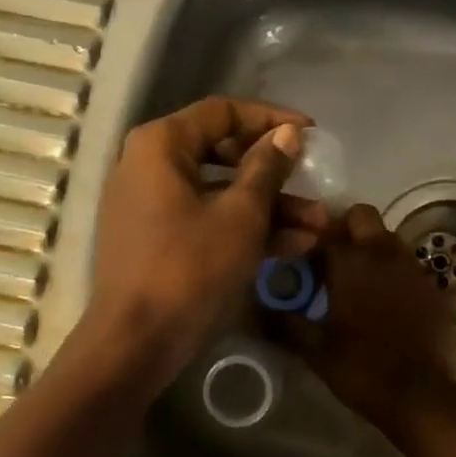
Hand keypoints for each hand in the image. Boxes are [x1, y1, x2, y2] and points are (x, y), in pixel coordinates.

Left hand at [83, 97, 317, 387]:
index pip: (223, 112)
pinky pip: (207, 219)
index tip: (312, 133)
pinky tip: (296, 245)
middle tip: (315, 181)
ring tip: (320, 224)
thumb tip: (288, 134)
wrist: (135, 344)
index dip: (271, 119)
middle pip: (223, 153)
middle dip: (276, 173)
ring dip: (270, 207)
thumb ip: (267, 168)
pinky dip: (245, 228)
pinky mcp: (159, 239)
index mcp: (161, 144)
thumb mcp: (241, 215)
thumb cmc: (190, 268)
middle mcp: (150, 165)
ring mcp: (152, 204)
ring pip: (220, 192)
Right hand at [278, 204, 455, 432]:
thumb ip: (285, 321)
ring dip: (371, 249)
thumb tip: (259, 307)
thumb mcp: (314, 348)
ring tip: (359, 282)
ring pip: (388, 238)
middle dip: (346, 229)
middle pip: (362, 217)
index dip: (311, 242)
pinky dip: (394, 273)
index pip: (325, 229)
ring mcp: (413, 267)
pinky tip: (387, 301)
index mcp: (350, 261)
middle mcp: (383, 253)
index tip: (303, 262)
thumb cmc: (361, 367)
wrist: (421, 395)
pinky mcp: (434, 287)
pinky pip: (408, 265)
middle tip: (333, 260)